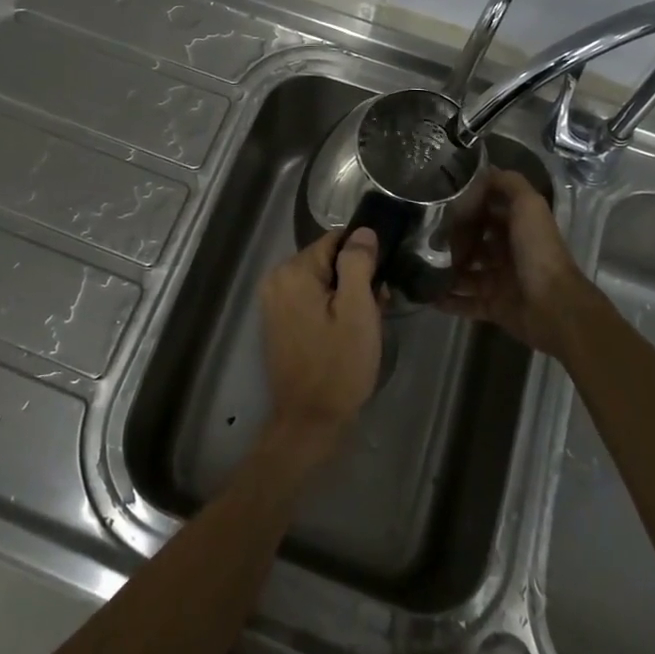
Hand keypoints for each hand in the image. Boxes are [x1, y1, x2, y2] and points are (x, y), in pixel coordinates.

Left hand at [260, 229, 384, 460]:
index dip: (363, 257)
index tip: (380, 283)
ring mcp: (274, 301)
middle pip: (327, 260)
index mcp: (294, 270)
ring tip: (364, 324)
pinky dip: (329, 309)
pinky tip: (345, 333)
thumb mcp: (357, 311)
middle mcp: (277, 278)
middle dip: (354, 278)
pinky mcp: (278, 321)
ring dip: (344, 296)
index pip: (336, 240)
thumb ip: (358, 264)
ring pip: (321, 281)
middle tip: (376, 309)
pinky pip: (310, 300)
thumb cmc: (338, 364)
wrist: (309, 421)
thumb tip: (363, 231)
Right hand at [441, 168, 591, 358]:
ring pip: (467, 272)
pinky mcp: (494, 307)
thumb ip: (508, 183)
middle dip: (453, 239)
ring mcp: (500, 280)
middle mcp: (509, 252)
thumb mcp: (528, 204)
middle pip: (475, 241)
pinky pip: (466, 302)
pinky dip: (447, 300)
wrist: (552, 305)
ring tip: (419, 264)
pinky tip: (426, 295)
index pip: (488, 211)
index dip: (468, 207)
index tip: (441, 205)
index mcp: (518, 227)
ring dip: (446, 268)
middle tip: (426, 237)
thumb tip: (484, 171)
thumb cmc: (537, 250)